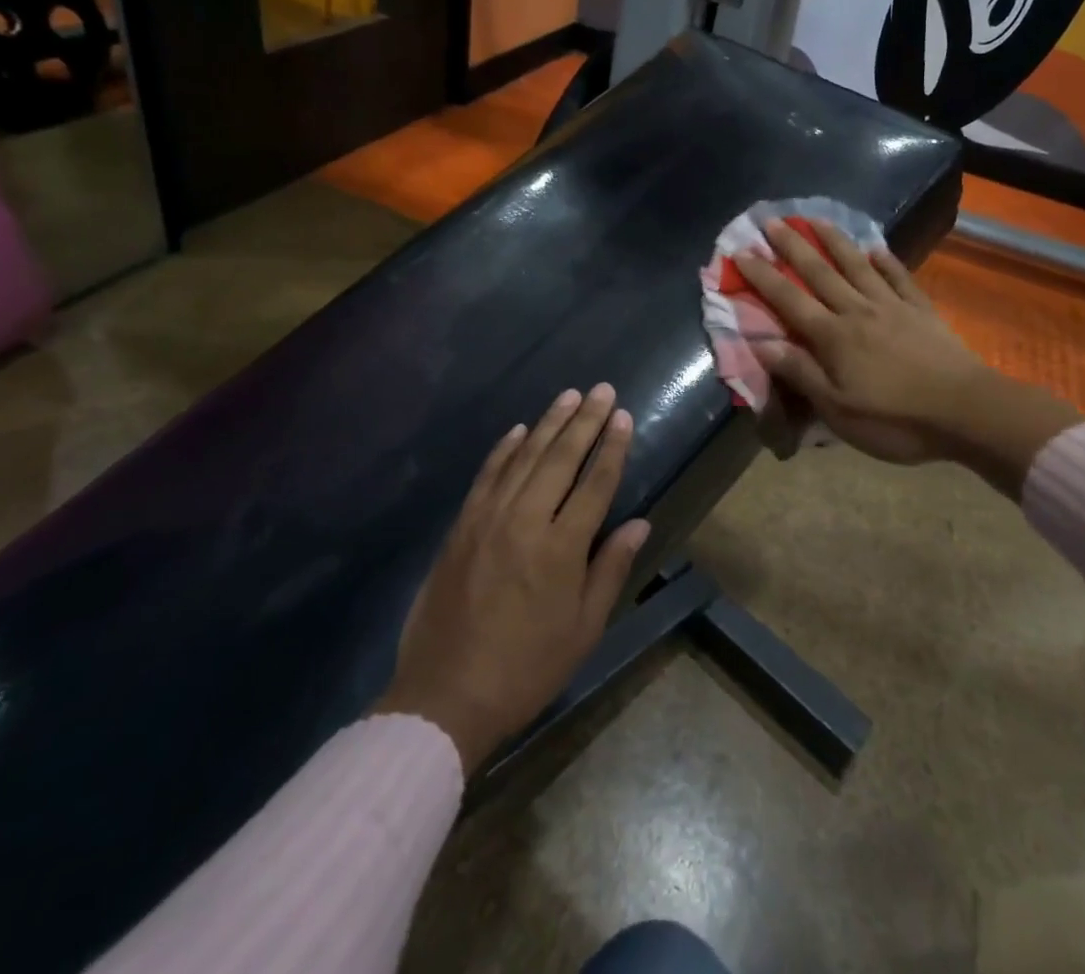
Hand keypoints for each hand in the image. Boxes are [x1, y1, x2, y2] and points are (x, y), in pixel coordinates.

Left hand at [375, 385, 648, 771]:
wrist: (445, 695)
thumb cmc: (527, 668)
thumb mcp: (583, 629)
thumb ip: (610, 569)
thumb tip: (639, 524)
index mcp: (561, 548)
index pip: (595, 483)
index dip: (612, 447)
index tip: (623, 416)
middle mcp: (525, 521)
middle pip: (561, 459)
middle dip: (585, 421)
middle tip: (602, 390)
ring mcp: (488, 519)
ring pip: (524, 457)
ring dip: (549, 423)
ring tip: (569, 396)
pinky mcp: (461, 526)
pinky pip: (487, 475)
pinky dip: (504, 449)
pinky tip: (518, 430)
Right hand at [734, 219, 991, 463]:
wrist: (967, 411)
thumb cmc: (896, 419)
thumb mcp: (838, 410)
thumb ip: (801, 373)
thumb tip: (760, 343)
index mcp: (834, 337)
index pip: (789, 299)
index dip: (763, 275)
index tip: (741, 251)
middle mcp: (858, 311)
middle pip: (820, 272)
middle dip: (792, 246)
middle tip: (772, 220)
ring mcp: (892, 307)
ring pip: (857, 266)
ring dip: (834, 240)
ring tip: (815, 219)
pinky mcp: (922, 311)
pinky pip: (900, 278)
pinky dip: (886, 261)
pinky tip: (876, 249)